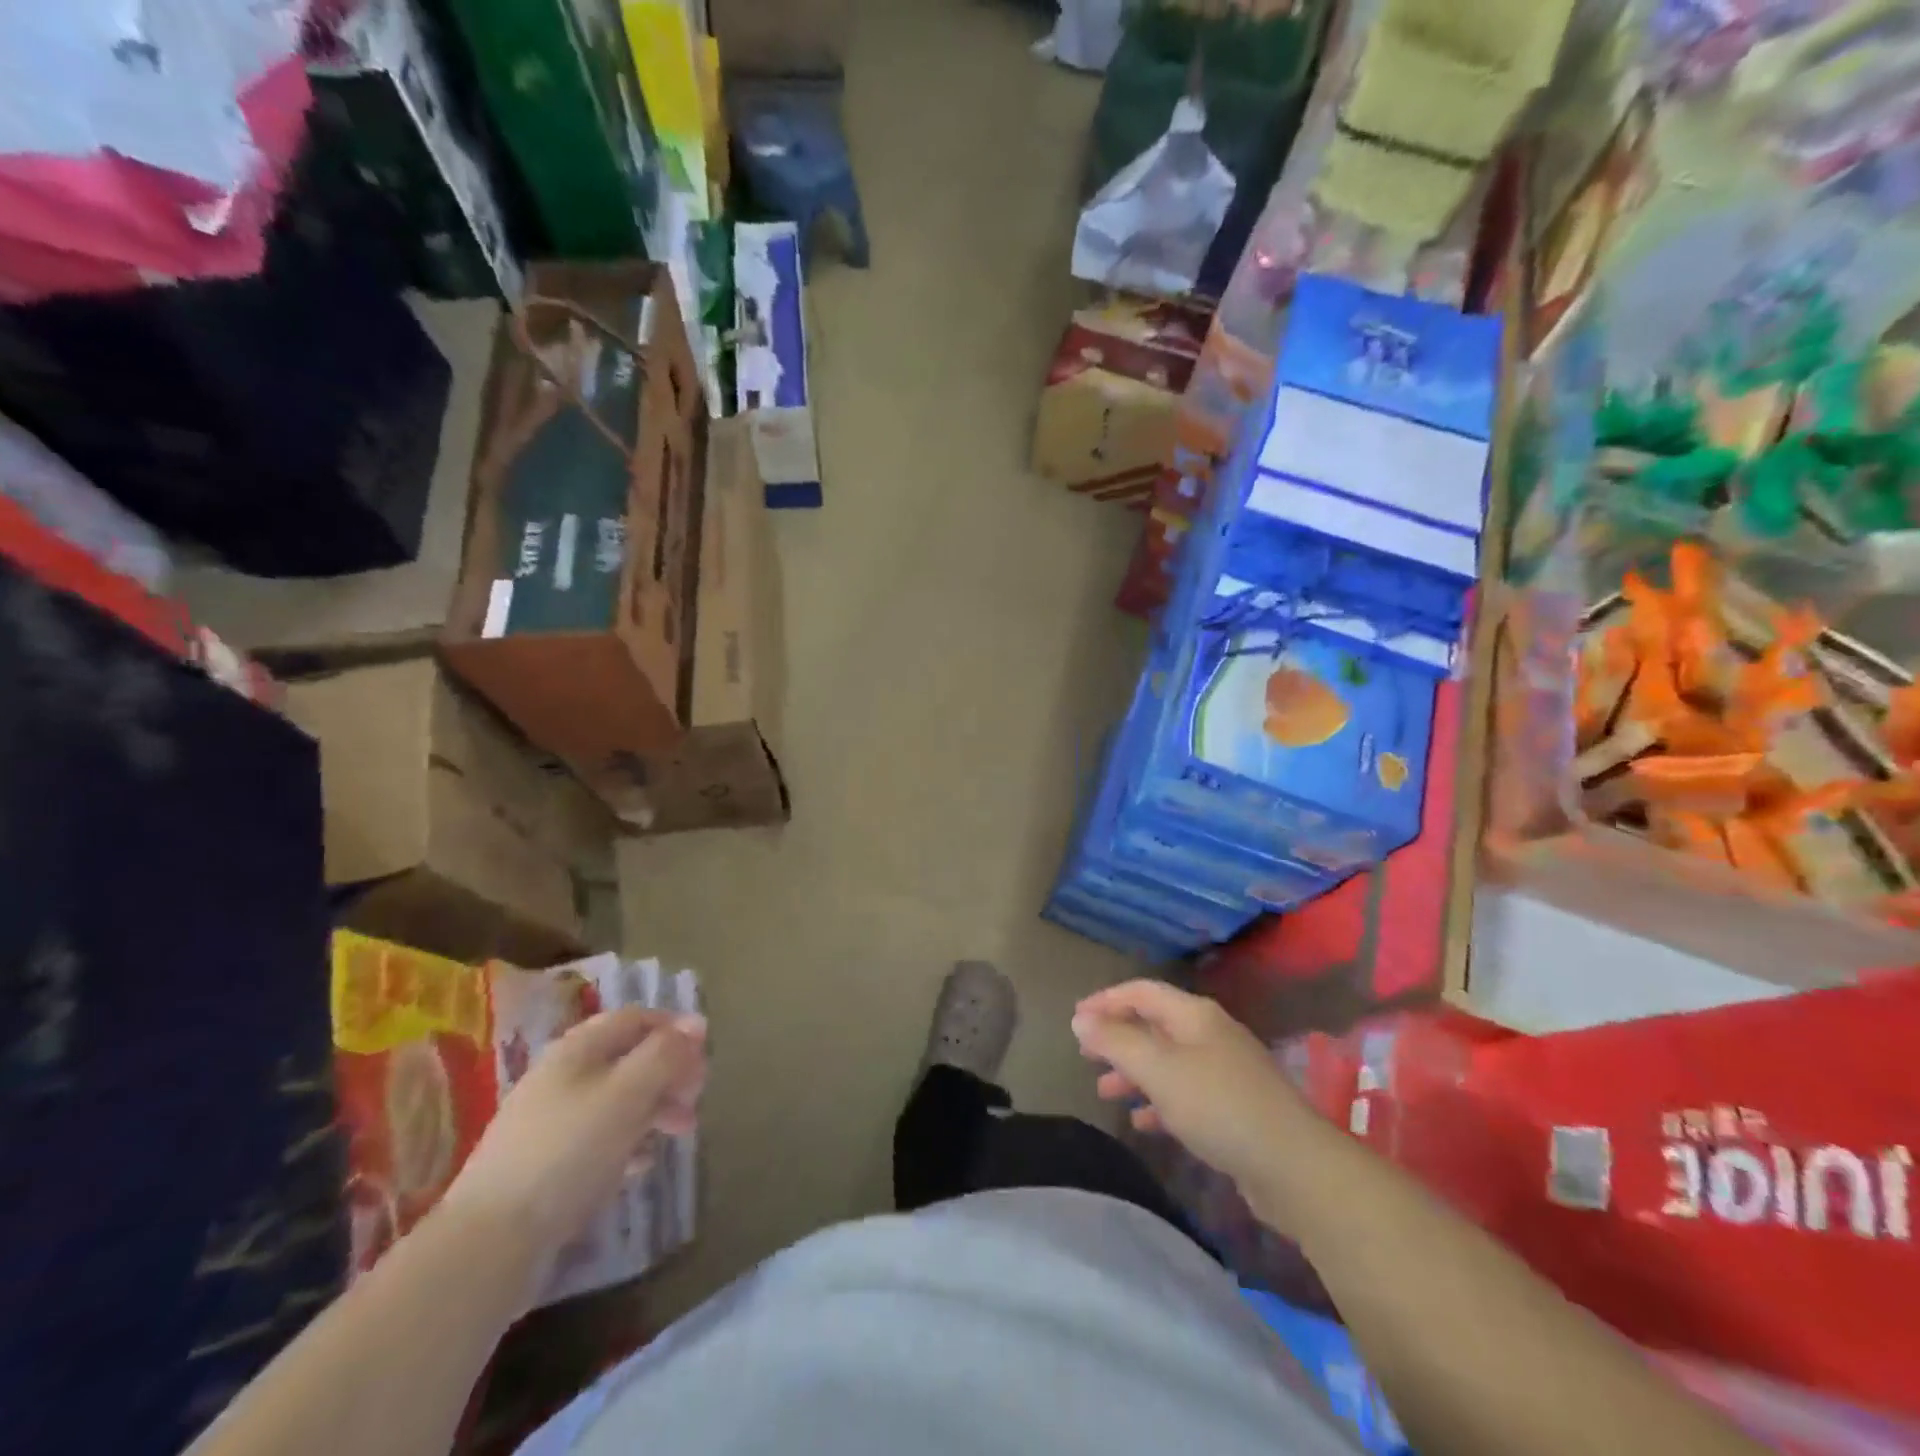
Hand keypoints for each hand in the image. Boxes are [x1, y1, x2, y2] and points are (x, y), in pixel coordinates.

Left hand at [441, 1009, 706, 1268]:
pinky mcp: (546, 1164)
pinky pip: (599, 1138)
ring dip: (655, 1108)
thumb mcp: (627, 1093)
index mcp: (578, 1049)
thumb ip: (665, 1055)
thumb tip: (696, 1023)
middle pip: (629, 1058)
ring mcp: (551, 1121)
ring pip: (617, 1099)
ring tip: (679, 1135)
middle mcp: (563, 1076)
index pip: (636, 1018)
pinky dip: (628, 1142)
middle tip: (696, 1100)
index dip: (673, 1028)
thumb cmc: (568, 1152)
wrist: (489, 1242)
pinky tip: (640, 1166)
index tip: (705, 1054)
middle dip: (669, 1073)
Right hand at [1072, 980, 1306, 1188]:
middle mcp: (1210, 1035)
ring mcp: (1225, 1072)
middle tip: (1085, 1056)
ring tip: (1106, 1093)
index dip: (1106, 1000)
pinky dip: (1159, 1102)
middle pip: (1154, 1026)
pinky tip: (1142, 1122)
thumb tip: (1081, 1019)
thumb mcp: (1158, 1070)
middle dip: (1118, 1039)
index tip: (1076, 1019)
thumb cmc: (1218, 1106)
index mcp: (1194, 1015)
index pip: (1142, 992)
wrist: (1294, 1167)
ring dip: (1135, 1073)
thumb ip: (1116, 1042)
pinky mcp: (1234, 1109)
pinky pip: (1185, 1094)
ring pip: (1168, 1062)